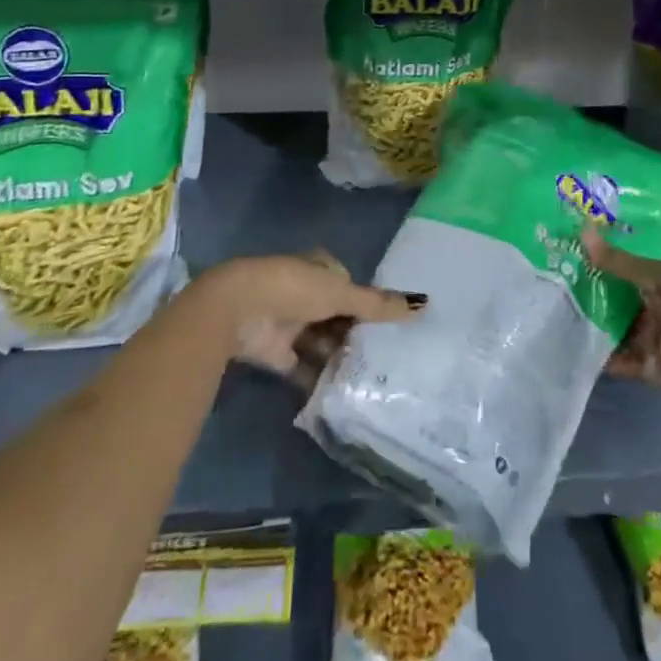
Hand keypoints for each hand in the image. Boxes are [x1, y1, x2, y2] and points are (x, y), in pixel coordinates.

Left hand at [198, 251, 423, 384]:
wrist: (236, 311)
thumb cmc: (292, 289)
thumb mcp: (341, 293)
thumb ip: (378, 304)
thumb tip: (424, 304)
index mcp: (318, 267)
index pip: (348, 283)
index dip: (367, 302)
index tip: (389, 324)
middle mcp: (303, 292)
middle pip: (336, 314)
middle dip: (354, 333)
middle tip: (384, 356)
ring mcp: (287, 322)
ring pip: (321, 340)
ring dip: (338, 356)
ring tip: (370, 379)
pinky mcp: (274, 352)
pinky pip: (302, 366)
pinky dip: (318, 378)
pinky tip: (341, 393)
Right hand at [582, 225, 660, 443]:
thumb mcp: (657, 275)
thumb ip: (620, 260)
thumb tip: (583, 230)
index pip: (637, 267)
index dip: (612, 258)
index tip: (580, 248)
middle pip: (627, 297)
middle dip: (599, 289)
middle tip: (561, 274)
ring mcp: (658, 338)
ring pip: (621, 326)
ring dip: (597, 320)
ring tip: (560, 306)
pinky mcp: (650, 366)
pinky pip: (621, 358)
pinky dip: (602, 354)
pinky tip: (574, 342)